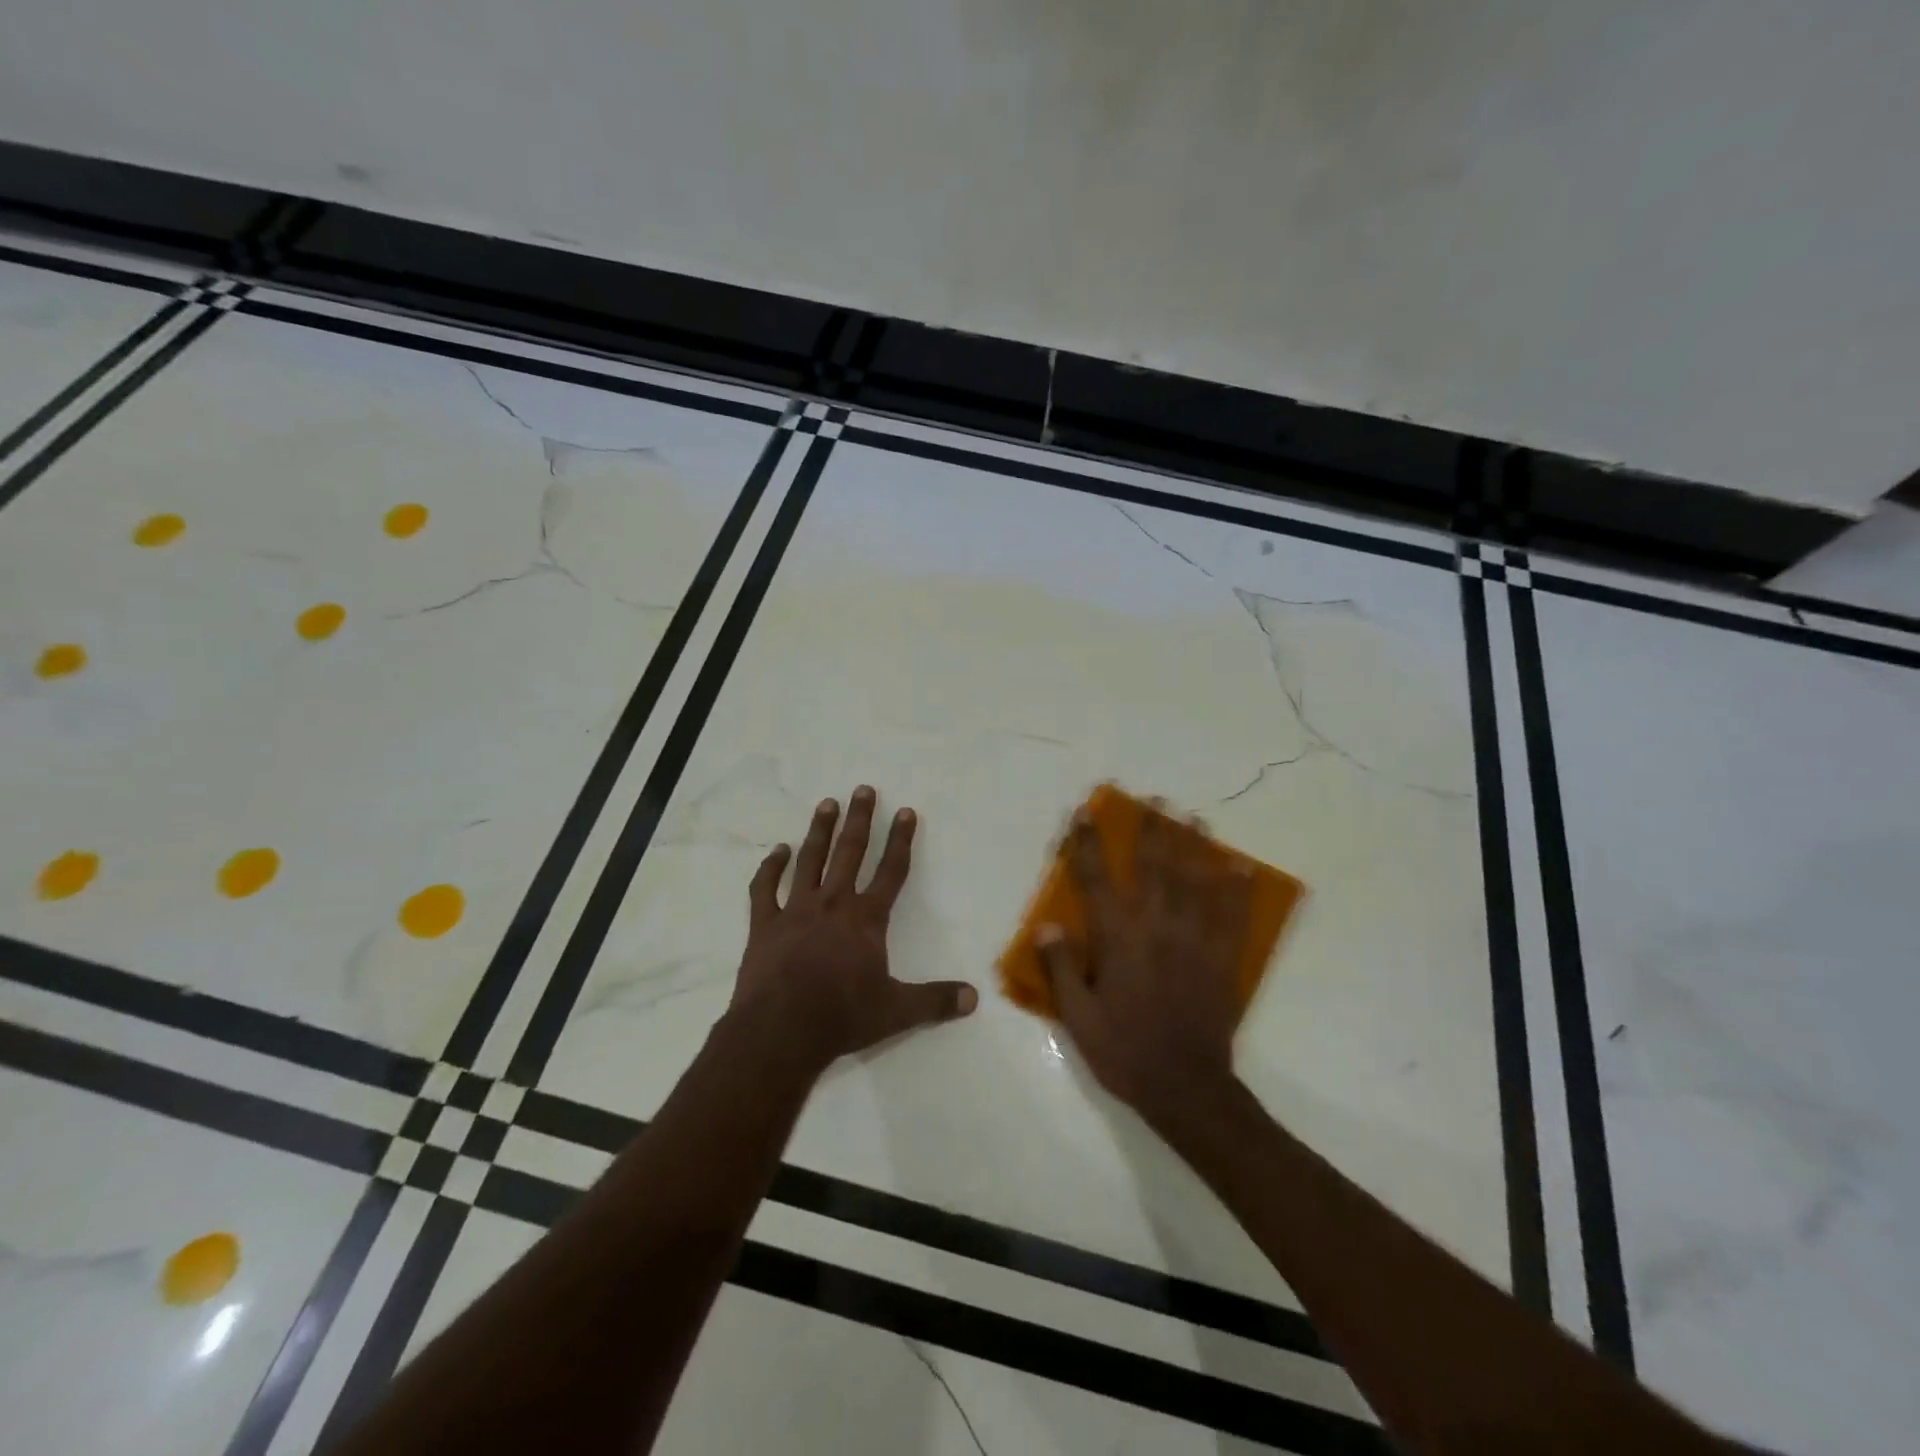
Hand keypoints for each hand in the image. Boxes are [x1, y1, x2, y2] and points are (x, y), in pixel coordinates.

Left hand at [729, 785, 975, 1072]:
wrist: (780, 1031)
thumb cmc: (842, 1017)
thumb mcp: (896, 1011)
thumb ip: (935, 1001)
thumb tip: (974, 998)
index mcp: (866, 919)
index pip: (891, 870)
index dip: (901, 840)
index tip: (906, 811)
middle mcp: (833, 904)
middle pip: (850, 853)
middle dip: (859, 820)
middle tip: (863, 789)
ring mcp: (795, 910)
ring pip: (810, 860)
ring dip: (819, 831)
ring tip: (826, 804)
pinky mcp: (764, 925)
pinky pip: (765, 889)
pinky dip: (770, 868)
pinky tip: (777, 851)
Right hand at [1037, 808, 1253, 1127]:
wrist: (1186, 1088)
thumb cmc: (1124, 1051)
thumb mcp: (1078, 1018)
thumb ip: (1061, 969)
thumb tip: (1047, 925)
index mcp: (1118, 940)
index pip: (1097, 880)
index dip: (1088, 844)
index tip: (1084, 813)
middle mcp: (1156, 929)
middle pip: (1153, 868)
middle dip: (1150, 830)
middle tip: (1152, 800)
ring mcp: (1195, 941)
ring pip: (1195, 882)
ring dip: (1193, 847)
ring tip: (1193, 818)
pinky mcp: (1223, 960)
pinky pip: (1233, 915)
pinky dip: (1237, 888)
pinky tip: (1241, 865)